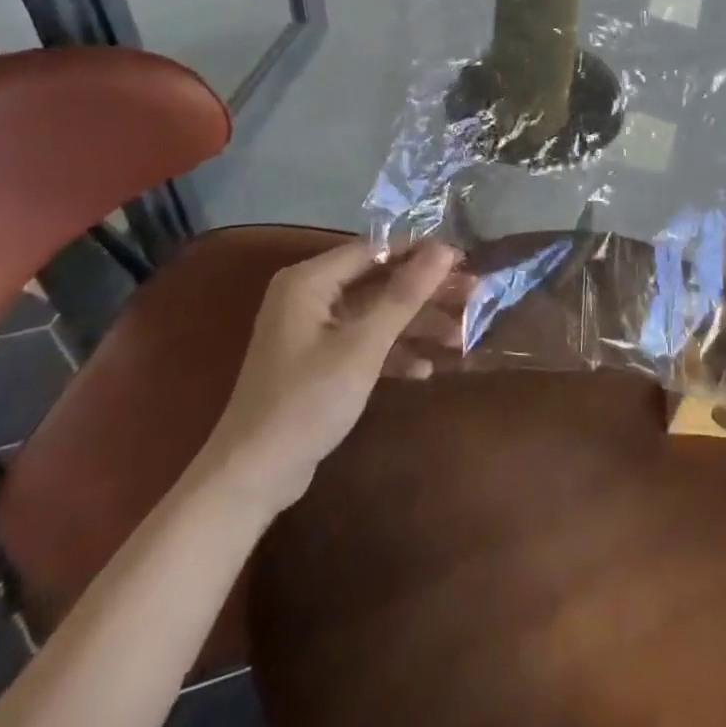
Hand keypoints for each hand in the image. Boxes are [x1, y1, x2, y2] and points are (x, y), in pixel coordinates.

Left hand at [194, 238, 467, 515]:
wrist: (252, 477)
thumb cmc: (306, 401)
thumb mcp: (363, 346)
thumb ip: (405, 294)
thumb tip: (445, 249)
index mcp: (309, 280)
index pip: (376, 249)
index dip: (422, 252)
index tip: (465, 261)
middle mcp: (309, 296)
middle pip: (380, 281)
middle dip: (425, 293)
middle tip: (473, 297)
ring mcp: (314, 330)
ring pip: (377, 314)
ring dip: (416, 326)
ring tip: (461, 338)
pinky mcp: (319, 362)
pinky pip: (365, 342)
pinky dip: (394, 353)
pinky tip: (426, 370)